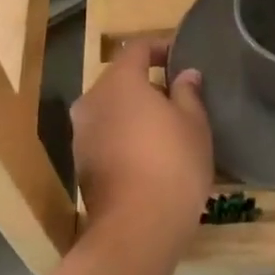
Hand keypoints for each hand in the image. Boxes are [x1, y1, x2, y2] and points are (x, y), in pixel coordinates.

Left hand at [71, 41, 213, 260]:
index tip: (180, 55)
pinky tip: (148, 151)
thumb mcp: (193, 124)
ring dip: (134, 110)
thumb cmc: (172, 164)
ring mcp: (81, 134)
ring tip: (166, 124)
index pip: (137, 48)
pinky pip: (105, 134)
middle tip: (178, 93)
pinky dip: (124, 134)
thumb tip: (186, 75)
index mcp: (118, 83)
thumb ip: (188, 93)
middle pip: (119, 79)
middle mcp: (91, 101)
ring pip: (110, 109)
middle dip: (147, 81)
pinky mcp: (81, 163)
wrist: (137, 228)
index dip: (160, 47)